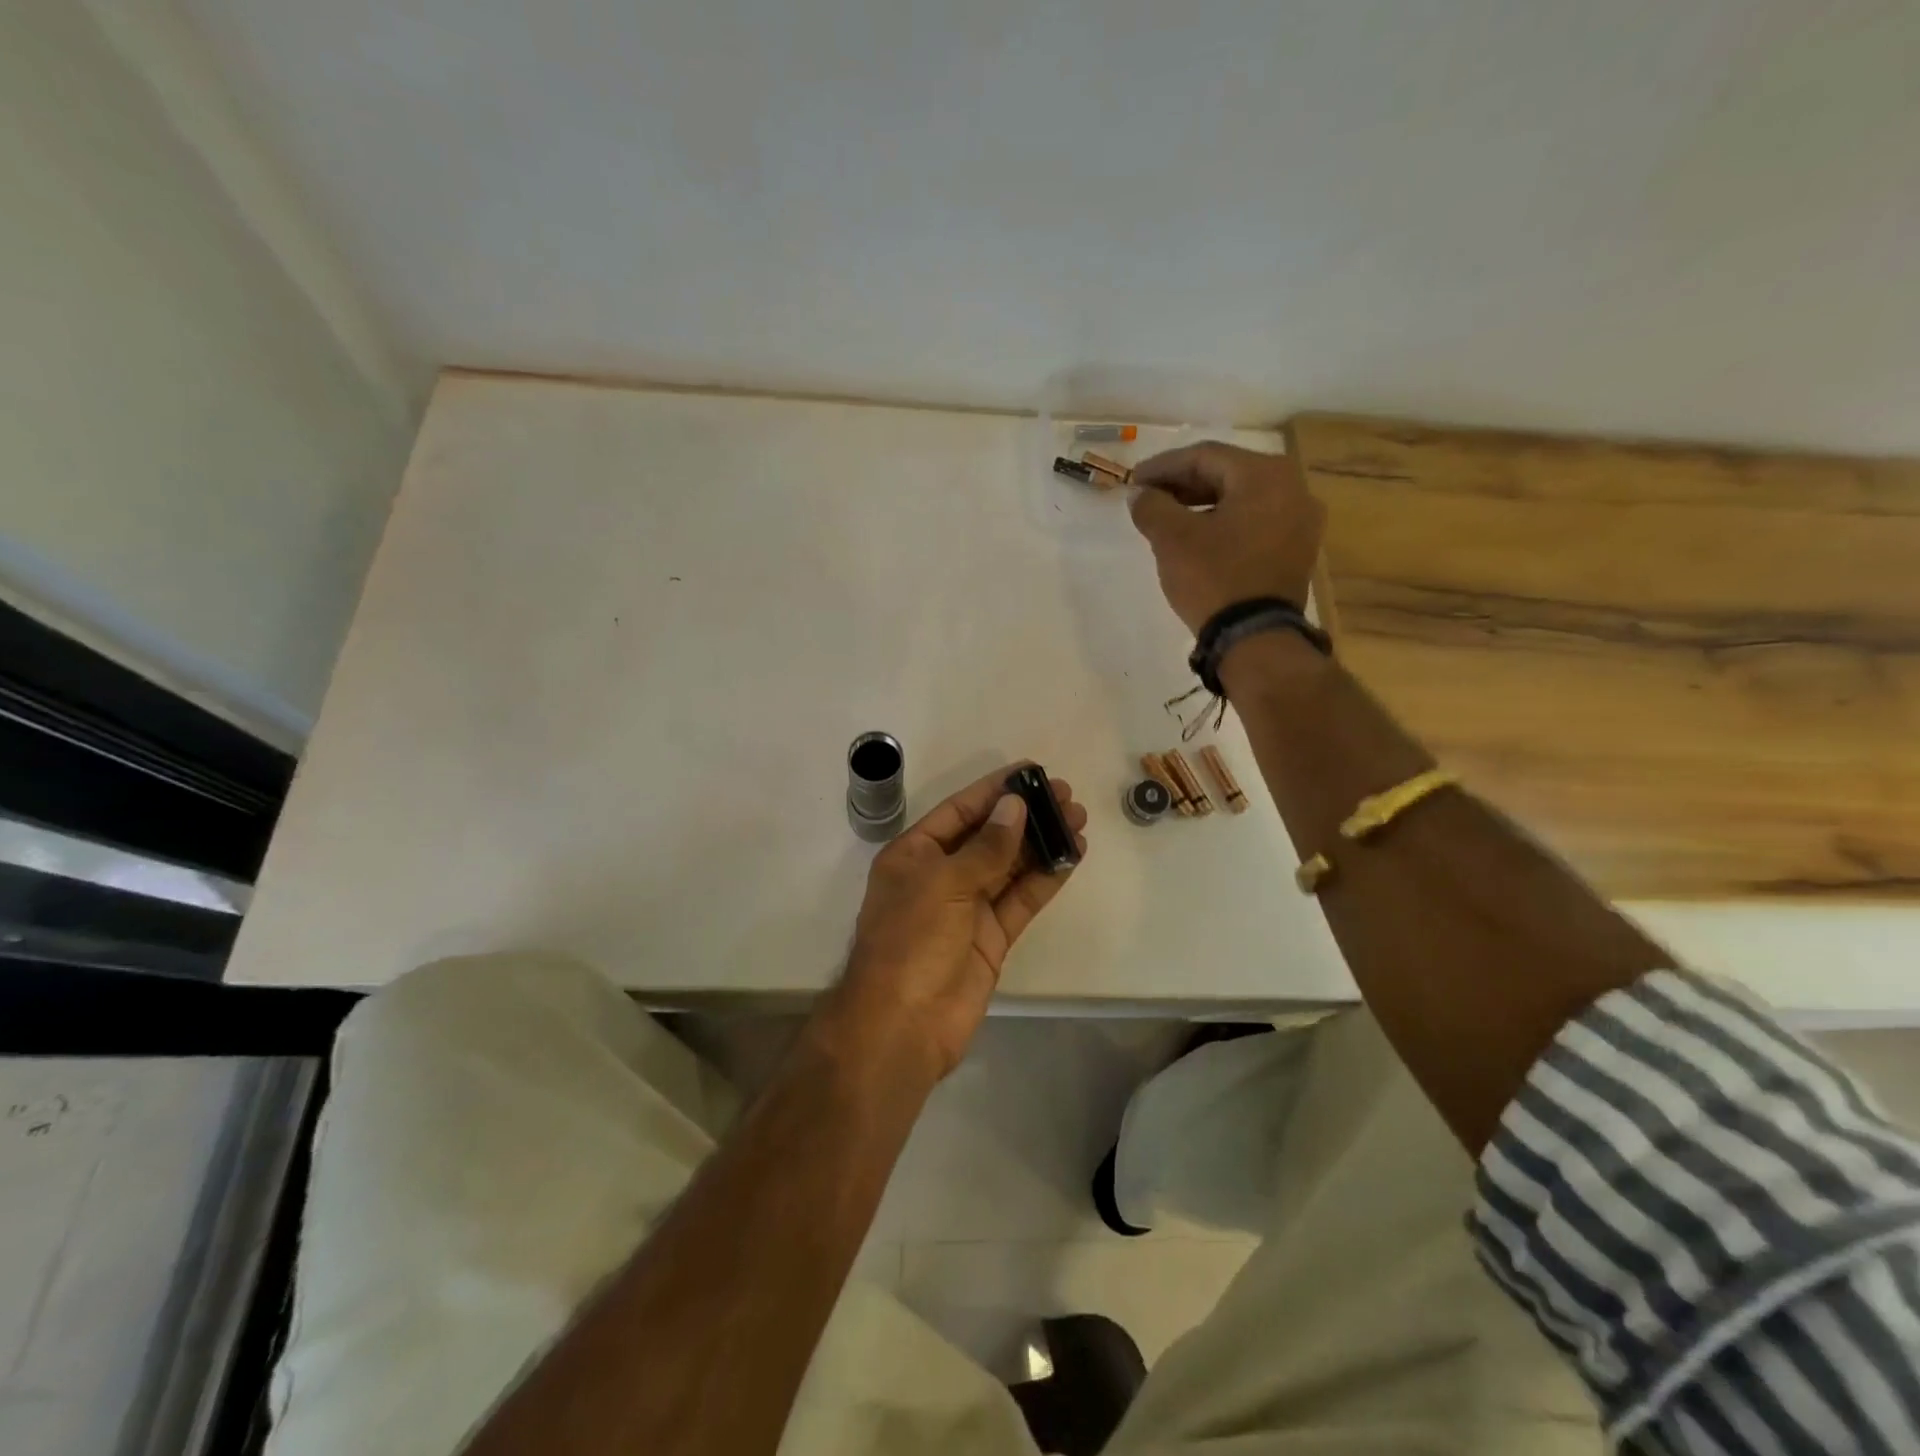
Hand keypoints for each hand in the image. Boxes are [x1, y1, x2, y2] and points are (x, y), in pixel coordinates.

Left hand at [827, 764, 1087, 1081]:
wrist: (903, 1025)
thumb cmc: (912, 941)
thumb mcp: (944, 883)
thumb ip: (986, 846)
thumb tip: (1015, 806)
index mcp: (915, 855)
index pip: (959, 811)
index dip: (994, 790)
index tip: (1030, 771)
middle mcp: (941, 876)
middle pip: (989, 836)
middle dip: (1025, 815)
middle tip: (1066, 795)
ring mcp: (967, 908)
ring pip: (1010, 866)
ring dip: (1042, 843)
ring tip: (1078, 819)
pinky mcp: (991, 937)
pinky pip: (1021, 899)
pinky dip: (1045, 878)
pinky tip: (1071, 856)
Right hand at [1128, 443, 1326, 632]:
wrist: (1255, 638)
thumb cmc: (1214, 578)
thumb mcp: (1172, 539)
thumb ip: (1152, 506)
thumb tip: (1140, 494)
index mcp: (1265, 475)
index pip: (1205, 456)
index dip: (1163, 466)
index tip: (1134, 481)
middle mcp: (1292, 488)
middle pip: (1227, 474)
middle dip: (1183, 485)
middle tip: (1148, 497)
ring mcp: (1300, 522)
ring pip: (1242, 500)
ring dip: (1202, 504)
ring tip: (1168, 519)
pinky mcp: (1297, 551)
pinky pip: (1254, 523)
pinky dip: (1224, 523)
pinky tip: (1198, 538)